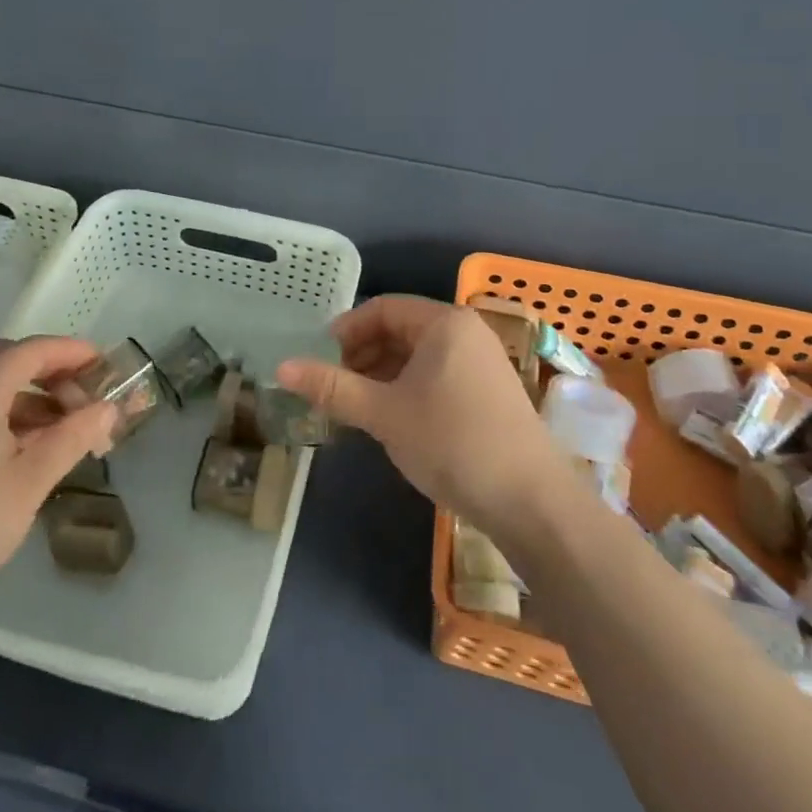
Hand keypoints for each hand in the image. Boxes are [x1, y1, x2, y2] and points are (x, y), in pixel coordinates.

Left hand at [0, 336, 116, 630]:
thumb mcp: (30, 481)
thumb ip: (73, 437)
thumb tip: (108, 409)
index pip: (32, 350)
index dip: (72, 352)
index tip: (105, 365)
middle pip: (5, 356)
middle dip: (47, 368)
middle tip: (81, 395)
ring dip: (25, 391)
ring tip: (61, 427)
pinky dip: (0, 409)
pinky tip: (22, 446)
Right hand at [276, 296, 565, 534]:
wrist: (531, 502)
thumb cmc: (452, 442)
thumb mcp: (384, 414)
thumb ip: (333, 387)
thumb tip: (280, 368)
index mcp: (444, 323)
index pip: (382, 309)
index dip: (345, 331)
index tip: (318, 360)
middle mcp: (465, 332)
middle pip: (400, 330)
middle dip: (361, 355)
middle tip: (331, 387)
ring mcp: (481, 362)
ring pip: (417, 356)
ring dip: (381, 375)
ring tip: (354, 407)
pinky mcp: (487, 392)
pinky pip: (436, 375)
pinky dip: (406, 389)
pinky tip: (390, 419)